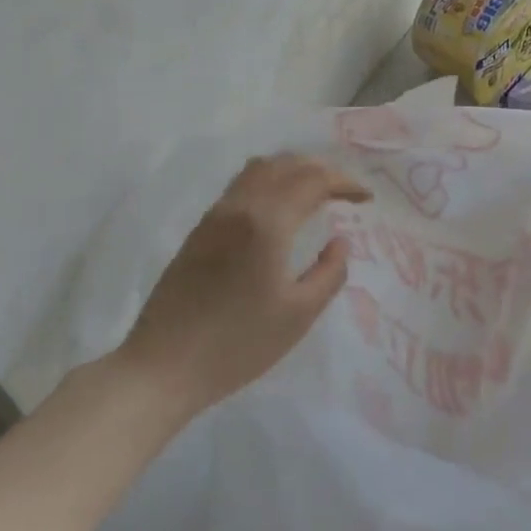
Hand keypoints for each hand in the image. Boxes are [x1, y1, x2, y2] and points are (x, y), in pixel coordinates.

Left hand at [119, 153, 370, 414]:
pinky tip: (278, 210)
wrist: (163, 366)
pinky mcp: (199, 230)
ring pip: (258, 170)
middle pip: (285, 165)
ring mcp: (214, 216)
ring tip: (314, 193)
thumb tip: (339, 242)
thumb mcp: (298, 315)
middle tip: (344, 192)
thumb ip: (329, 273)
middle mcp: (239, 206)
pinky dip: (269, 182)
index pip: (313, 181)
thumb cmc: (237, 345)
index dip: (344, 183)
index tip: (367, 199)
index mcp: (267, 222)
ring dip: (292, 171)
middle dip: (320, 170)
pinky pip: (240, 186)